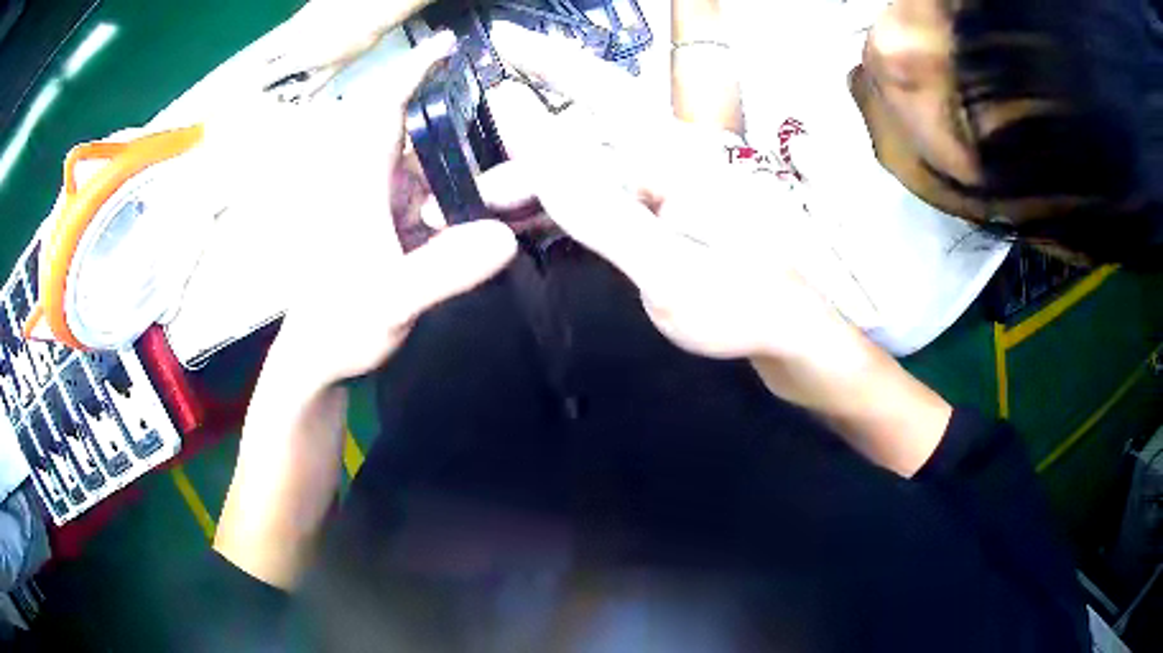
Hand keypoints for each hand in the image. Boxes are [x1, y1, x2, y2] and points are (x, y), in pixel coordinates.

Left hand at [216, 33, 517, 588]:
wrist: (318, 360)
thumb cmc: (339, 326)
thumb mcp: (390, 301)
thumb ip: (441, 270)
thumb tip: (505, 237)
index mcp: (358, 182)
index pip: (386, 108)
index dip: (415, 71)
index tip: (450, 46)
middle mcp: (369, 183)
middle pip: (422, 138)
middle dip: (468, 136)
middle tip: (520, 148)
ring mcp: (381, 206)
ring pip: (432, 172)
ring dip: (470, 178)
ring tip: (518, 190)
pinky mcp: (391, 229)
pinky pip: (432, 203)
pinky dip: (461, 206)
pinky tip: (492, 223)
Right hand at [485, 25, 950, 475]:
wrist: (785, 337)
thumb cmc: (737, 307)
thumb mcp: (662, 265)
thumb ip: (593, 203)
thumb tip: (533, 135)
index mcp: (674, 158)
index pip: (601, 88)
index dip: (548, 59)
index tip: (502, 38)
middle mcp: (671, 158)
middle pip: (589, 121)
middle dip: (530, 126)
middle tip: (482, 145)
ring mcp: (669, 185)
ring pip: (591, 161)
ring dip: (540, 174)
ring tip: (492, 201)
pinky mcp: (667, 210)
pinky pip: (605, 191)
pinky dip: (566, 199)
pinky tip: (537, 218)